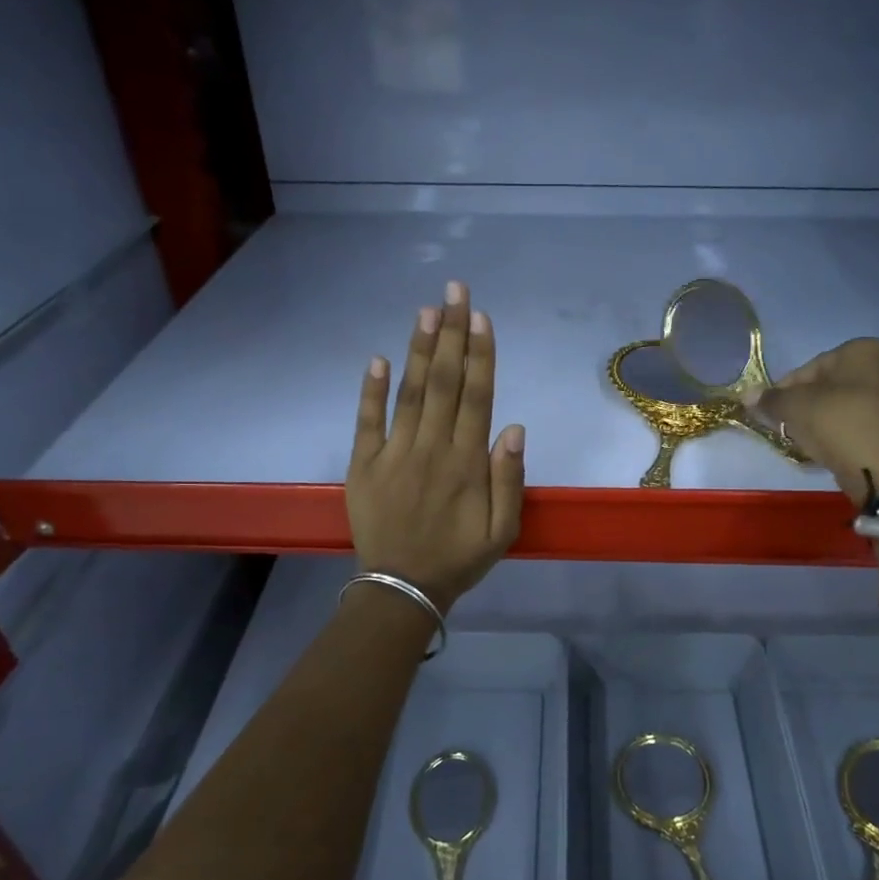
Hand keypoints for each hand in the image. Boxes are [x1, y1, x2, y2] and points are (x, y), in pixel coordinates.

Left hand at [347, 281, 524, 612]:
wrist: (402, 588)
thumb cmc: (459, 558)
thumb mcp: (502, 530)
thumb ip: (510, 479)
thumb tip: (514, 427)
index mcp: (467, 462)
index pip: (477, 397)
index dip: (480, 354)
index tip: (480, 316)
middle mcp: (431, 448)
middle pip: (445, 382)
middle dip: (451, 333)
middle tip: (454, 290)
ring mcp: (394, 453)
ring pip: (410, 392)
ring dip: (419, 349)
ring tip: (426, 310)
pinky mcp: (363, 464)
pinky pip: (366, 421)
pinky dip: (370, 390)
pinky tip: (378, 357)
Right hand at [743, 338, 878, 505]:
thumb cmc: (838, 424)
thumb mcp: (794, 407)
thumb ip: (769, 399)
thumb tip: (747, 395)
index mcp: (864, 350)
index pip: (810, 367)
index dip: (785, 389)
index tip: (771, 410)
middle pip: (830, 385)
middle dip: (805, 403)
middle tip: (786, 425)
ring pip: (846, 404)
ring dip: (822, 418)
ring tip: (804, 440)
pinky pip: (861, 423)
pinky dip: (842, 432)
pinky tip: (828, 449)